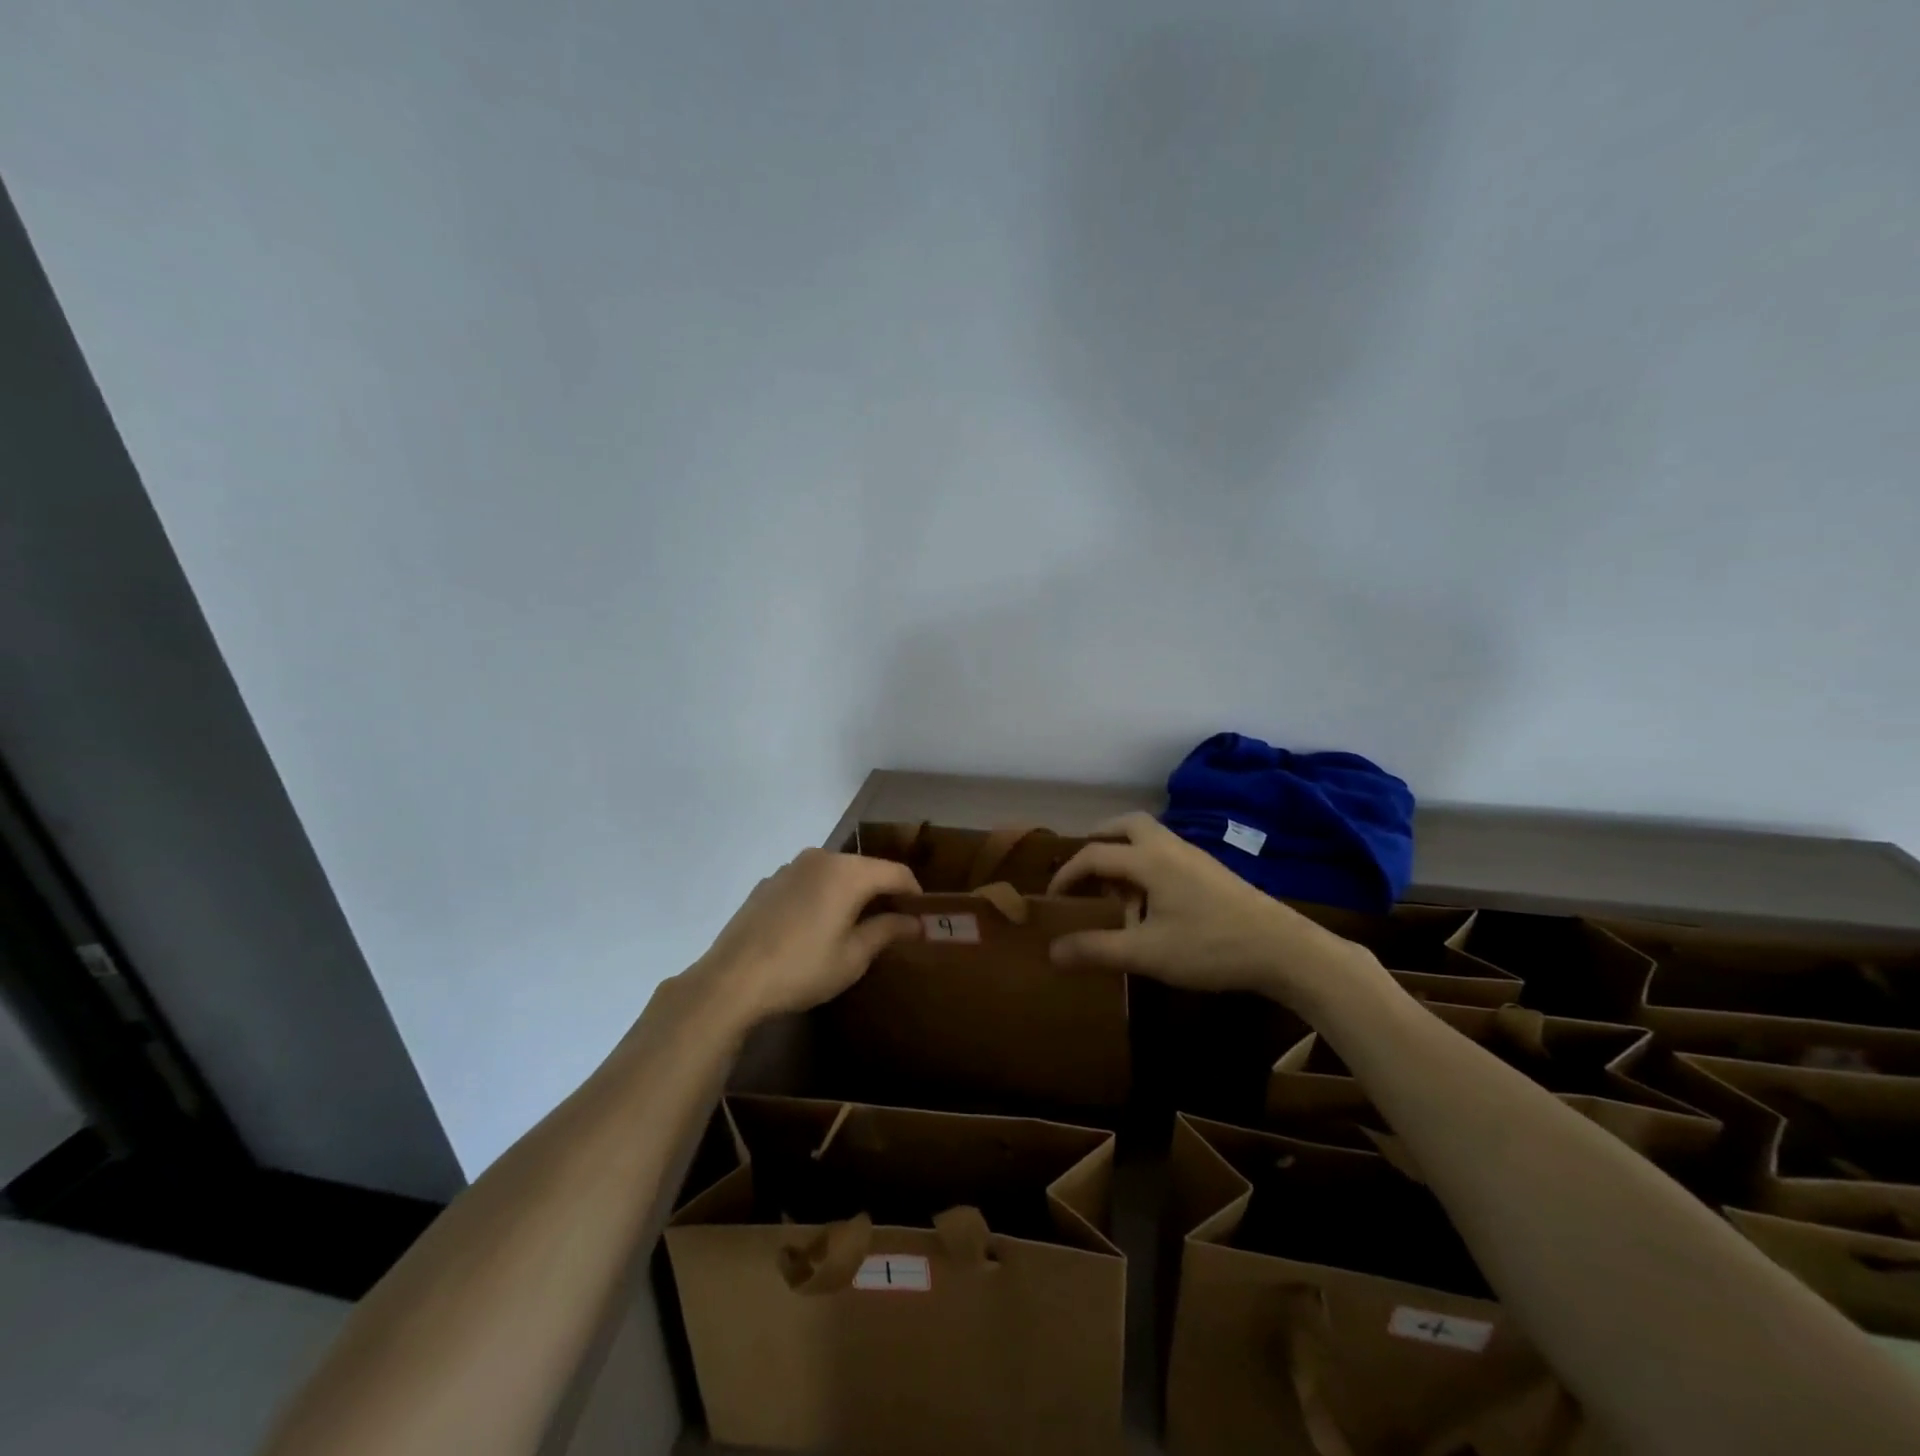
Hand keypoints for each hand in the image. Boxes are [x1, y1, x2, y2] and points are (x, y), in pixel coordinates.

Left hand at [692, 850, 922, 1021]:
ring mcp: (791, 867)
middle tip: (893, 922)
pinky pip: (809, 881)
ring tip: (855, 924)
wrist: (731, 980)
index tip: (923, 916)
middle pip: (865, 868)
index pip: (895, 873)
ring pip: (835, 873)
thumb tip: (916, 922)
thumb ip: (887, 931)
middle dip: (883, 891)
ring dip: (851, 892)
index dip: (914, 893)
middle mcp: (821, 858)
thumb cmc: (802, 968)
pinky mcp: (769, 882)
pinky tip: (815, 926)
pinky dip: (823, 895)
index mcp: (847, 872)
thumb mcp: (853, 956)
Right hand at [1047, 812, 1384, 1012]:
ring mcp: (1195, 856)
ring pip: (1150, 837)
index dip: (1067, 874)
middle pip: (1126, 825)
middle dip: (1099, 840)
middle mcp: (1169, 847)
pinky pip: (1167, 853)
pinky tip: (1152, 902)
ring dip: (1125, 853)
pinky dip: (1147, 864)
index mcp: (1149, 859)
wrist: (1283, 949)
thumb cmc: (1210, 947)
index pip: (1094, 854)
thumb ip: (1097, 950)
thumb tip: (1051, 951)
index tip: (1051, 898)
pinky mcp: (1212, 871)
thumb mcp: (1147, 953)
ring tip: (1116, 889)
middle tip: (1083, 868)